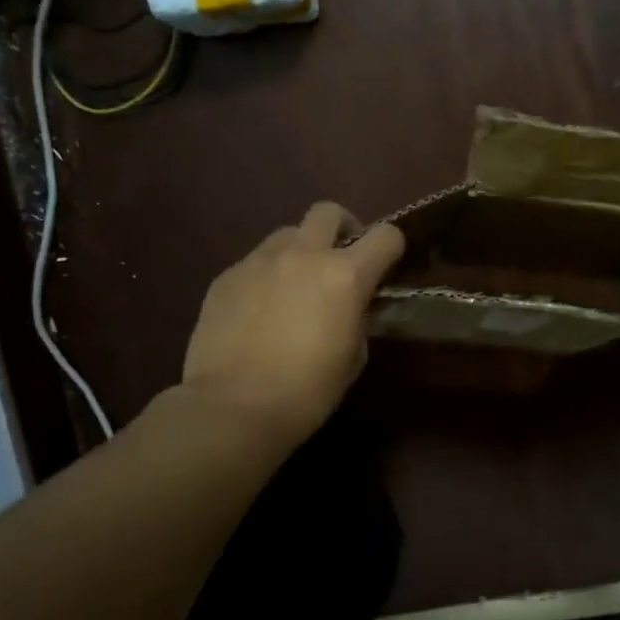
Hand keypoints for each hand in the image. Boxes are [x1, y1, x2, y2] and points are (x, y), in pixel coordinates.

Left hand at [181, 202, 405, 446]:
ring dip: (300, 251)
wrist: (232, 407)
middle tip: (339, 260)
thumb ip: (357, 318)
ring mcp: (260, 261)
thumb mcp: (353, 357)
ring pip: (287, 234)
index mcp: (345, 275)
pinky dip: (266, 276)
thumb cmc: (306, 392)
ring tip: (294, 285)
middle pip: (328, 212)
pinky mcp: (227, 276)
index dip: (391, 247)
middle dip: (342, 228)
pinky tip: (259, 310)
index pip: (385, 236)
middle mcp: (303, 255)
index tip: (385, 266)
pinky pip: (255, 262)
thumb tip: (350, 307)